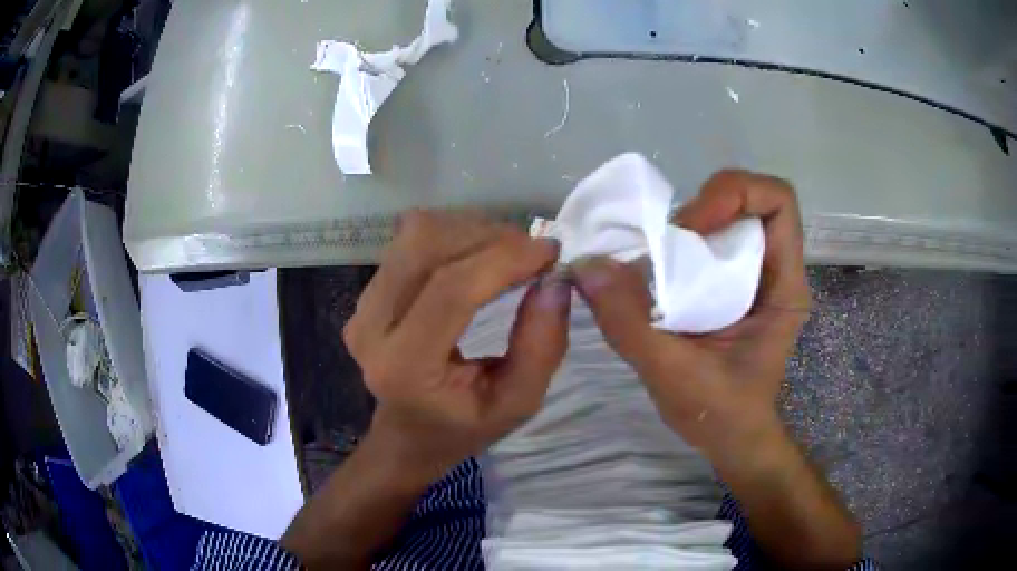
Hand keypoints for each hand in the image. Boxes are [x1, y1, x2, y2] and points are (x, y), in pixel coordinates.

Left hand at [344, 211, 571, 476]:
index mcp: (403, 367)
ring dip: (474, 231)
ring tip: (510, 255)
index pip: (451, 291)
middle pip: (427, 247)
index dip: (504, 260)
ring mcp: (362, 303)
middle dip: (490, 238)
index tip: (551, 252)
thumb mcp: (517, 403)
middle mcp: (370, 327)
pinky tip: (480, 257)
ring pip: (418, 234)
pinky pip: (412, 239)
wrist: (409, 432)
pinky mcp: (367, 289)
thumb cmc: (463, 426)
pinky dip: (456, 235)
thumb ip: (541, 348)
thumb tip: (556, 282)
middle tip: (534, 255)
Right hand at [572, 170, 809, 461]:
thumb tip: (587, 264)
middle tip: (663, 243)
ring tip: (652, 257)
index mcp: (784, 287)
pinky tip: (653, 271)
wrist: (730, 438)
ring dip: (686, 223)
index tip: (692, 226)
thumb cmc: (719, 414)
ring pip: (727, 216)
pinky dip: (678, 243)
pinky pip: (709, 240)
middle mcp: (775, 269)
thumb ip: (629, 323)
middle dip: (703, 206)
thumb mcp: (672, 375)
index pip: (779, 202)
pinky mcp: (733, 283)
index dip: (736, 194)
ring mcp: (755, 275)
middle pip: (750, 200)